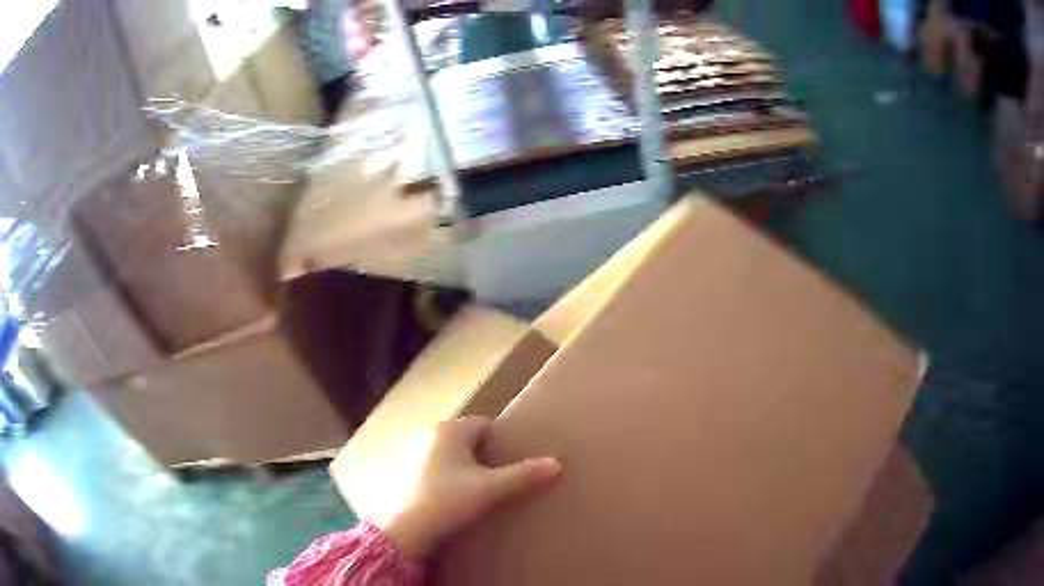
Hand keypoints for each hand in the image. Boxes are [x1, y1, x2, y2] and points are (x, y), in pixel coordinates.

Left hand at [371, 416, 560, 558]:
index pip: (484, 425)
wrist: (405, 528)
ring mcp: (413, 451)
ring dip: (463, 466)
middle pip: (467, 438)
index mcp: (449, 429)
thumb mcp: (490, 489)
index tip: (509, 463)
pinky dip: (446, 476)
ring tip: (475, 490)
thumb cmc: (448, 501)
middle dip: (482, 455)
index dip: (500, 443)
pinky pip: (434, 465)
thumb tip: (556, 463)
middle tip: (496, 478)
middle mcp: (429, 433)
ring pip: (449, 453)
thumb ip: (524, 475)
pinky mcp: (405, 470)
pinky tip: (451, 496)